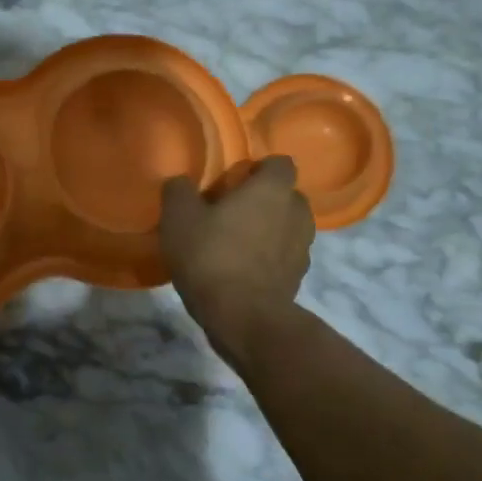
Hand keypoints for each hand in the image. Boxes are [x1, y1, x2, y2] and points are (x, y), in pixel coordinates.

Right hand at [160, 157, 314, 367]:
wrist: (243, 317)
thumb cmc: (211, 256)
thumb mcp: (178, 219)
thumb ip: (179, 191)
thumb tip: (181, 183)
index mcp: (272, 190)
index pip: (280, 163)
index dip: (258, 169)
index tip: (233, 182)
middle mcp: (296, 212)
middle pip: (286, 196)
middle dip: (264, 201)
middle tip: (230, 213)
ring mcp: (303, 248)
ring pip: (288, 227)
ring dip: (269, 230)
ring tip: (236, 244)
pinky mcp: (298, 278)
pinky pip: (284, 257)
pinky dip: (269, 259)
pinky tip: (241, 272)